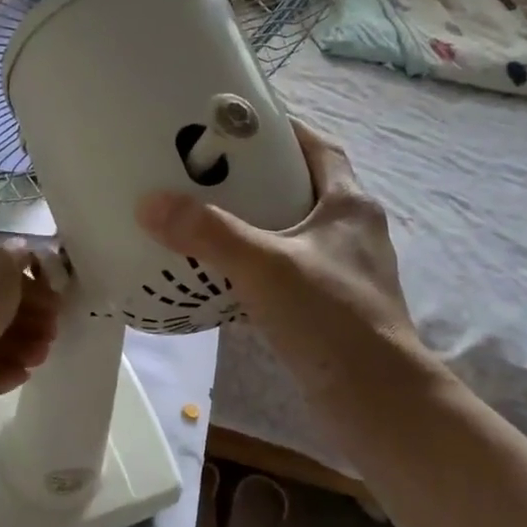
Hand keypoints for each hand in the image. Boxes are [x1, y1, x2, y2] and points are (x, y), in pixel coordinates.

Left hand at [0, 240, 61, 401]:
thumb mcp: (1, 265)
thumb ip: (15, 258)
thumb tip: (20, 253)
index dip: (29, 281)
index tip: (55, 296)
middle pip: (0, 307)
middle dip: (33, 317)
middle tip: (54, 328)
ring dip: (26, 344)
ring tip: (41, 354)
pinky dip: (8, 369)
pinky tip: (25, 371)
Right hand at [136, 120, 420, 400]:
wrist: (376, 402)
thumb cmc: (332, 319)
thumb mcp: (266, 266)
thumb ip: (209, 233)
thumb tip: (150, 203)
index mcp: (350, 205)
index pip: (320, 147)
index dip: (284, 130)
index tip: (239, 124)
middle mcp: (353, 232)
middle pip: (304, 188)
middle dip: (260, 177)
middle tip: (208, 173)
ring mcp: (344, 272)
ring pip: (295, 232)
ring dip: (257, 223)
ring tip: (207, 219)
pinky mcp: (331, 308)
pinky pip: (288, 272)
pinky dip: (258, 265)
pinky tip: (223, 275)